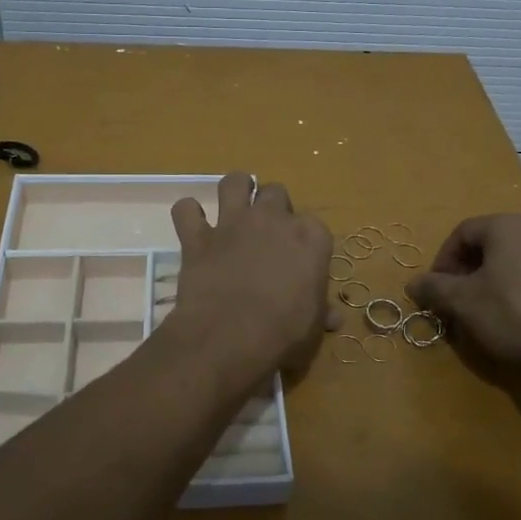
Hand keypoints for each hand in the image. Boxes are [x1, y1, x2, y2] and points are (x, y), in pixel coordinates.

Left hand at [168, 173, 335, 384]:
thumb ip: (321, 314)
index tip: (300, 260)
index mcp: (310, 237)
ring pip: (234, 182)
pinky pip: (186, 210)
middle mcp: (272, 219)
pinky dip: (187, 215)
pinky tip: (192, 226)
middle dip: (273, 206)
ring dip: (234, 189)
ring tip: (234, 204)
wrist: (230, 337)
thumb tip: (333, 318)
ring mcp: (233, 223)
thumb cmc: (283, 333)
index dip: (305, 242)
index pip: (314, 226)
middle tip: (268, 231)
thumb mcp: (312, 329)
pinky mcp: (198, 237)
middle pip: (276, 192)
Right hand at [406, 214, 520, 372]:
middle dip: (471, 271)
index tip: (438, 289)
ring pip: (520, 259)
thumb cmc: (516, 313)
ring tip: (492, 312)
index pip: (463, 232)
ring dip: (499, 280)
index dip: (444, 260)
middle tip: (462, 301)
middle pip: (493, 244)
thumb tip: (412, 283)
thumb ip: (434, 288)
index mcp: (506, 225)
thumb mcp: (464, 302)